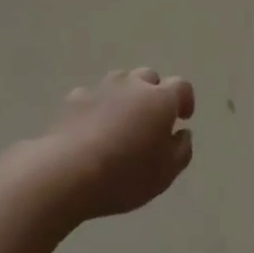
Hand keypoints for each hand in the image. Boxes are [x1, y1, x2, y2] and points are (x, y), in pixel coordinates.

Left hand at [44, 69, 195, 220]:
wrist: (68, 172)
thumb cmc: (126, 174)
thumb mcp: (166, 173)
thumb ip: (181, 149)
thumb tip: (182, 133)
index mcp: (161, 99)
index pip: (181, 86)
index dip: (185, 100)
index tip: (183, 118)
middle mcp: (133, 85)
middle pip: (149, 78)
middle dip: (154, 94)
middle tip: (152, 120)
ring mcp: (101, 88)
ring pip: (120, 82)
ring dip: (126, 96)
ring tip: (122, 121)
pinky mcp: (74, 99)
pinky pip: (92, 97)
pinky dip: (97, 107)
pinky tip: (92, 128)